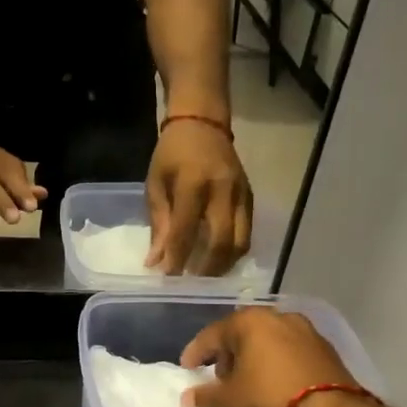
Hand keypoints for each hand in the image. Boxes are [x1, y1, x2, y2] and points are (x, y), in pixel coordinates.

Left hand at [146, 120, 252, 275]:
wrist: (202, 123)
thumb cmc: (172, 153)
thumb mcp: (155, 184)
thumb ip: (159, 223)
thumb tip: (156, 262)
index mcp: (194, 183)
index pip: (186, 230)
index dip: (177, 258)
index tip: (168, 278)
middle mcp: (223, 190)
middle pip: (222, 241)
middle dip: (206, 268)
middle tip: (191, 282)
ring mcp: (242, 194)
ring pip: (241, 242)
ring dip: (223, 264)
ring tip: (206, 275)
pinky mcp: (251, 197)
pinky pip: (248, 232)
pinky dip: (234, 251)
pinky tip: (219, 259)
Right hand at [180, 307, 365, 406]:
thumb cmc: (268, 401)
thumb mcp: (227, 404)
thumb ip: (204, 397)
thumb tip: (190, 397)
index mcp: (249, 321)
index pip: (212, 335)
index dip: (195, 353)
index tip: (187, 369)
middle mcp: (279, 317)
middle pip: (243, 335)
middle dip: (228, 356)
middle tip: (219, 380)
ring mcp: (308, 333)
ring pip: (270, 343)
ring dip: (255, 361)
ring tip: (248, 386)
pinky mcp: (328, 353)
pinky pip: (292, 356)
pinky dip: (278, 368)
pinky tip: (275, 388)